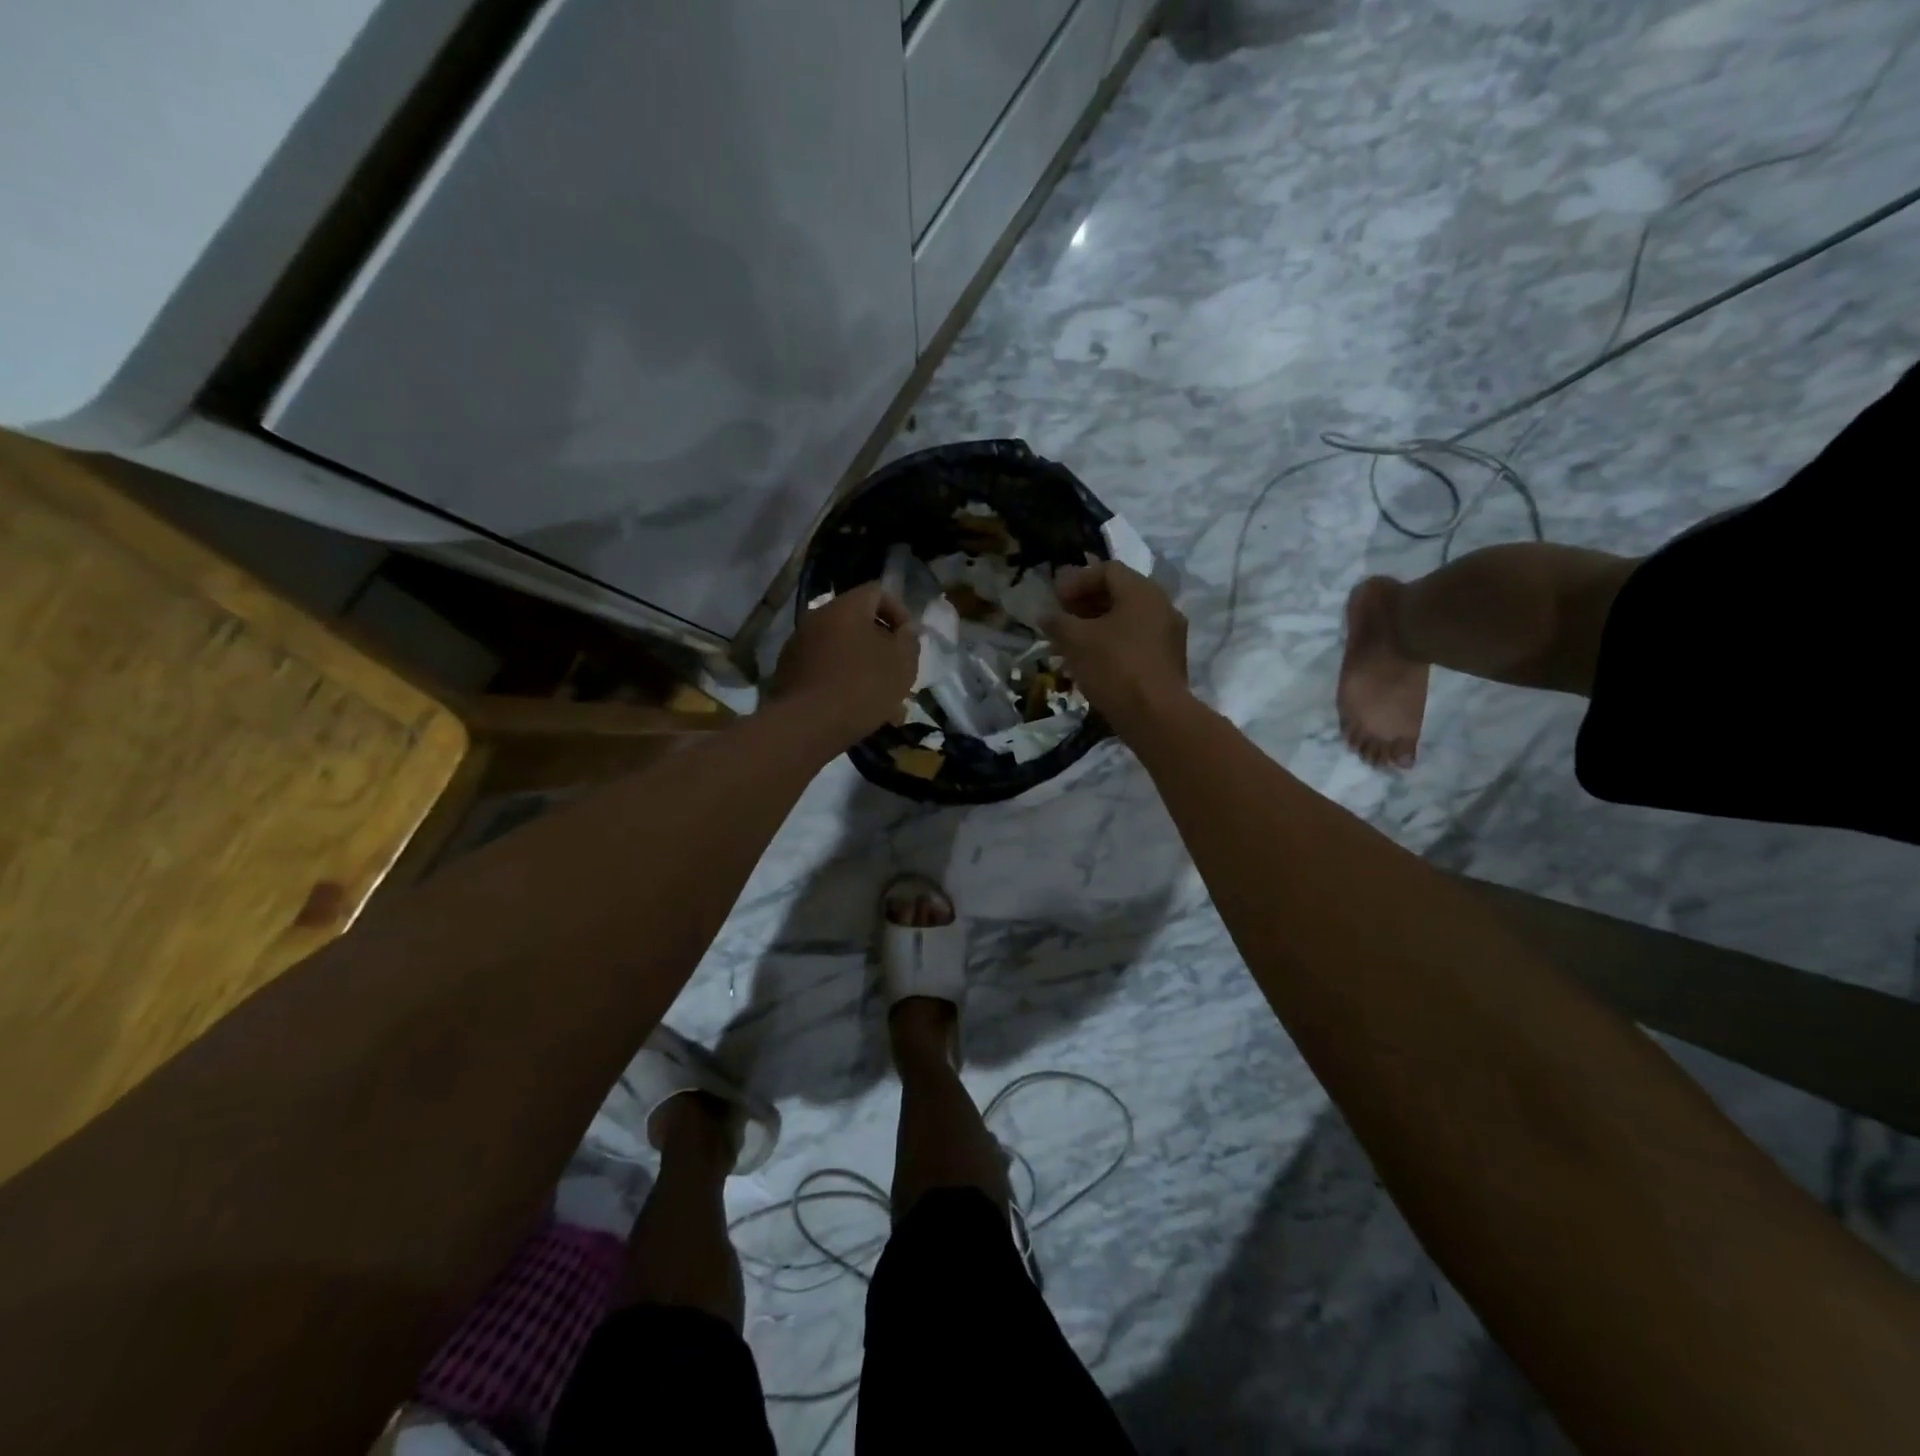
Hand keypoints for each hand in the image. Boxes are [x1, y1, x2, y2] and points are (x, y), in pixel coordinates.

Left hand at [769, 582, 918, 747]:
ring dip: (862, 666)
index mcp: (846, 607)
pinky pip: (824, 669)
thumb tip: (907, 629)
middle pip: (857, 622)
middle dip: (881, 645)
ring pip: (841, 649)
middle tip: (896, 671)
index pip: (877, 592)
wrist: (808, 724)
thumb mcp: (902, 663)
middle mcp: (817, 618)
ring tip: (880, 698)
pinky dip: (841, 681)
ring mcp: (798, 645)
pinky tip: (854, 708)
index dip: (899, 612)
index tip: (909, 640)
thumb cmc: (863, 686)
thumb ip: (909, 640)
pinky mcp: (788, 673)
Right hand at [1044, 561, 1191, 732]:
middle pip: (1119, 594)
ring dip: (1097, 627)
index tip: (1057, 601)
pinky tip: (1092, 663)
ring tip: (1071, 644)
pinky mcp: (1168, 661)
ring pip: (1127, 620)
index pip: (1107, 570)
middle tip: (1062, 620)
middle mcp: (1162, 606)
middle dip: (1086, 604)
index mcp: (1142, 592)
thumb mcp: (1076, 641)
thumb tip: (1045, 615)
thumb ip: (1058, 622)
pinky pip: (1136, 642)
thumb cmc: (1114, 667)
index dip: (1077, 581)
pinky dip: (1112, 644)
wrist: (1155, 716)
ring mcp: (1169, 635)